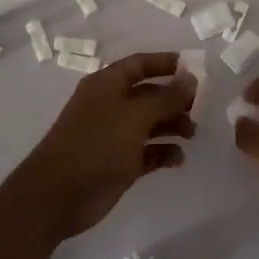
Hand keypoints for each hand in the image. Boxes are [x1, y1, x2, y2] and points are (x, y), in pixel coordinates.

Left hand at [17, 52, 196, 238]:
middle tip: (200, 108)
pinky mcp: (119, 163)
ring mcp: (114, 136)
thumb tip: (191, 78)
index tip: (194, 68)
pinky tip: (178, 159)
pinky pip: (147, 152)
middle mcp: (110, 106)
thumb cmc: (96, 145)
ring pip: (150, 123)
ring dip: (172, 125)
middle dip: (174, 98)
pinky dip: (163, 152)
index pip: (139, 64)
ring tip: (192, 134)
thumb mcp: (134, 116)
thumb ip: (166, 98)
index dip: (165, 63)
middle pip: (148, 94)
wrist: (58, 195)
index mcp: (107, 85)